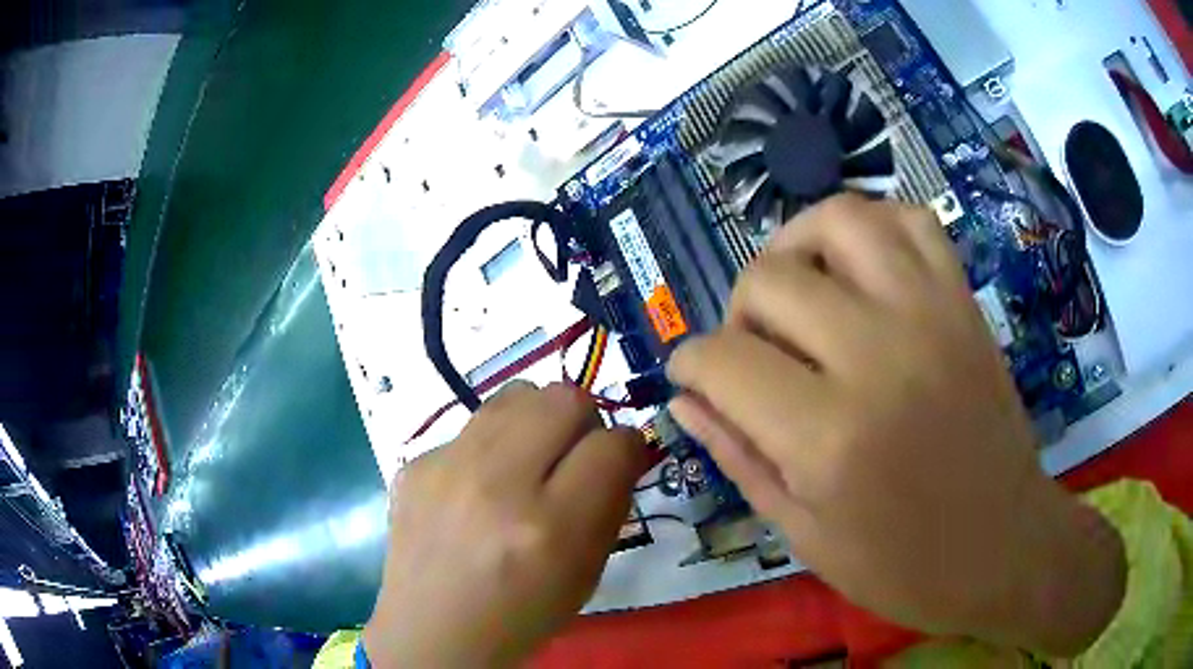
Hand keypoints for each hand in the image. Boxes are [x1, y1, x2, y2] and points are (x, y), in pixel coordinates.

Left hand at [364, 382, 646, 667]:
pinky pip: (471, 427)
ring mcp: (446, 466)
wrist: (432, 632)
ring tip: (526, 461)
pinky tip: (476, 488)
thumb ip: (609, 505)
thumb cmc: (520, 615)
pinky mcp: (415, 462)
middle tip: (571, 458)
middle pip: (563, 398)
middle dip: (583, 422)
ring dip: (536, 421)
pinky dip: (489, 447)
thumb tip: (619, 452)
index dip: (626, 448)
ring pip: (516, 394)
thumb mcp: (586, 575)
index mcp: (550, 527)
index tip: (617, 462)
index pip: (612, 443)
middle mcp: (496, 484)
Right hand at [667, 195, 1123, 654]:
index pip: (721, 360)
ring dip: (797, 246)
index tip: (693, 379)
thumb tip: (685, 400)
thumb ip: (739, 457)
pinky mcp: (962, 303)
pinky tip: (858, 269)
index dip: (690, 365)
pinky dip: (872, 229)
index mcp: (829, 436)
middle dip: (737, 313)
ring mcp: (930, 315)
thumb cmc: (902, 565)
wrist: (1004, 547)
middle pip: (769, 280)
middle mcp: (878, 355)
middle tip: (753, 352)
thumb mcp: (805, 534)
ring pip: (838, 221)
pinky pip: (910, 222)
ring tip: (798, 289)